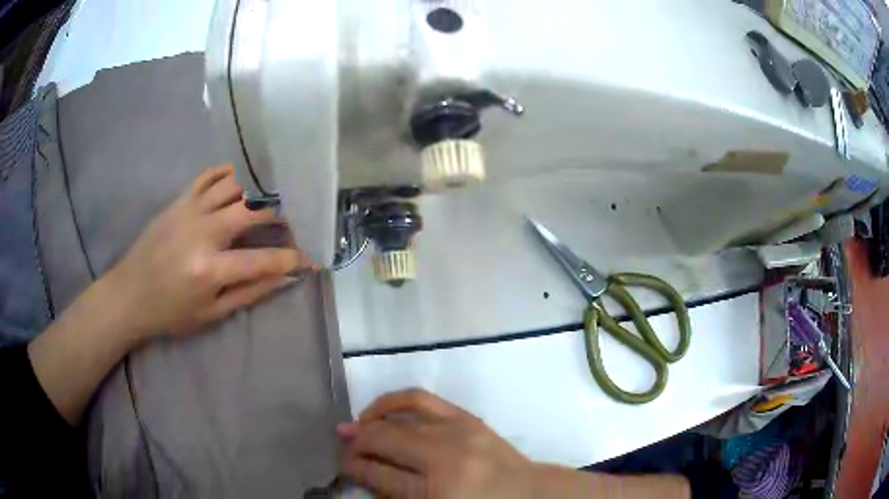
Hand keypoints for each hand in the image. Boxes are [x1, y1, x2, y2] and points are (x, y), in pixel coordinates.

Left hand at [107, 165, 314, 338]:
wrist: (129, 294)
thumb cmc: (171, 312)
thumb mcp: (212, 314)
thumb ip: (250, 292)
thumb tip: (284, 277)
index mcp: (210, 269)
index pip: (263, 259)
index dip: (292, 258)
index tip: (309, 259)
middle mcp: (202, 233)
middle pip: (252, 210)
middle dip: (280, 215)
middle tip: (291, 223)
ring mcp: (189, 211)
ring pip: (233, 186)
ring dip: (256, 190)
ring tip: (269, 199)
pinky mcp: (178, 201)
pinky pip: (208, 175)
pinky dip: (228, 174)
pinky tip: (239, 181)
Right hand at [339, 389, 535, 498]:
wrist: (529, 494)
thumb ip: (398, 496)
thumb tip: (365, 473)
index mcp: (436, 491)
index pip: (379, 475)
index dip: (354, 469)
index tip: (343, 467)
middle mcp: (443, 457)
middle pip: (383, 442)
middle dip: (356, 447)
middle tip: (345, 451)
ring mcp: (456, 431)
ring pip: (397, 419)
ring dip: (368, 423)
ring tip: (355, 429)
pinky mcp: (466, 417)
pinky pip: (420, 398)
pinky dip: (393, 401)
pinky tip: (379, 410)